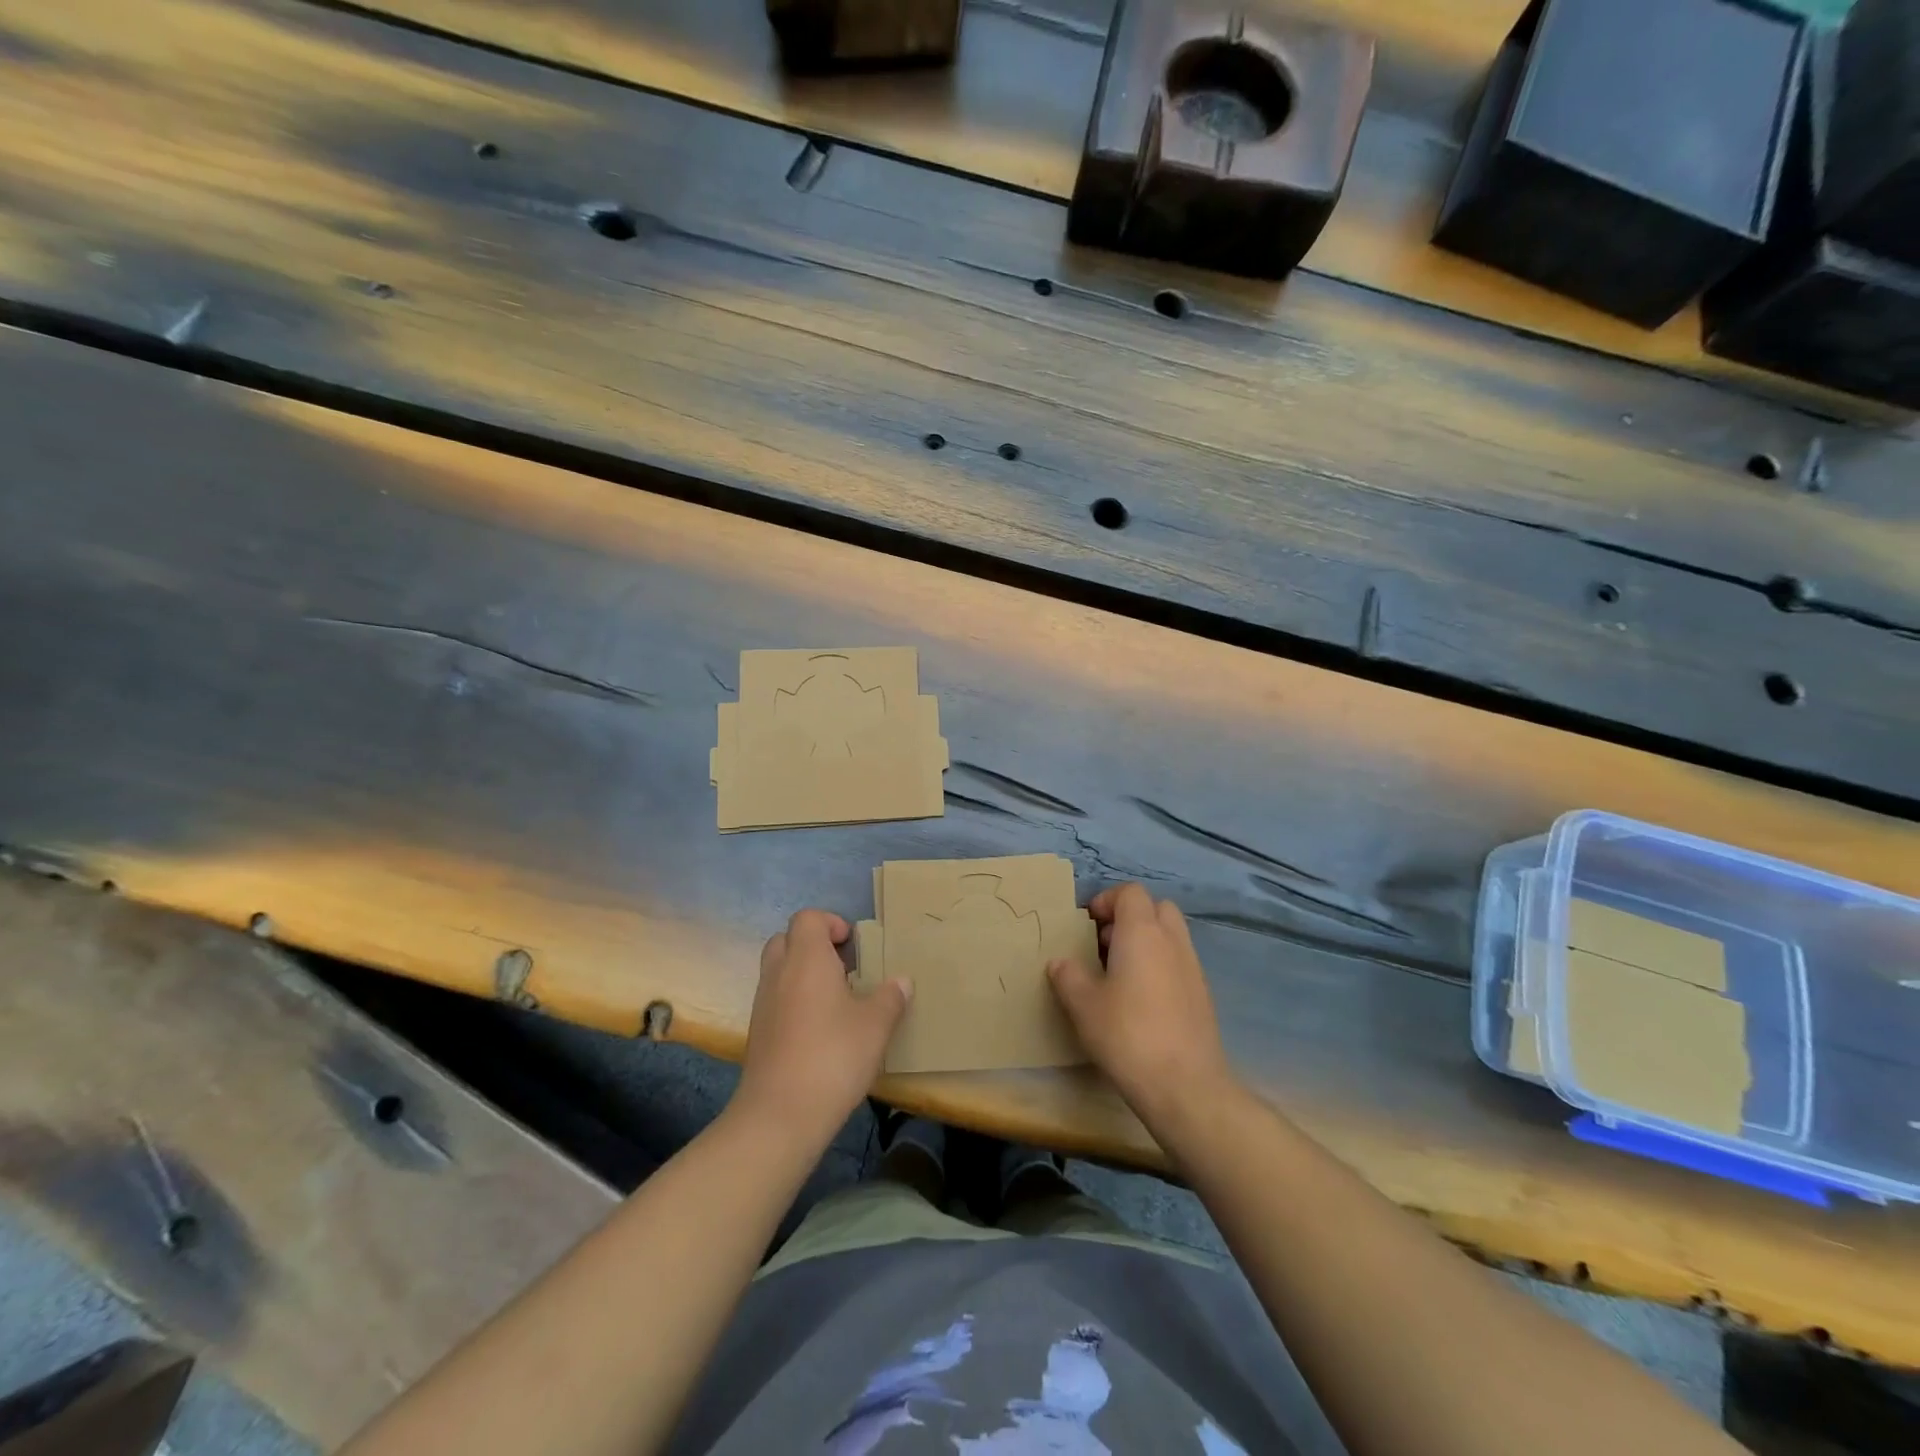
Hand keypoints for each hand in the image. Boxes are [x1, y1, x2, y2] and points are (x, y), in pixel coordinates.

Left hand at [733, 909, 909, 1145]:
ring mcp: (763, 1004)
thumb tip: (902, 981)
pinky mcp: (758, 1033)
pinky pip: (775, 999)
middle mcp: (779, 973)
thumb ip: (890, 998)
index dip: (830, 923)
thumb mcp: (875, 1025)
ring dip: (803, 974)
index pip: (807, 918)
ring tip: (836, 1000)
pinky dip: (794, 1001)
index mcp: (806, 959)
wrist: (780, 1115)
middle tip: (843, 967)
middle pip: (787, 939)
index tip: (853, 945)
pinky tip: (820, 1029)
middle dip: (813, 945)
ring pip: (779, 970)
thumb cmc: (833, 1056)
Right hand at [1048, 884, 1235, 1131]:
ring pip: (1170, 935)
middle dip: (1129, 917)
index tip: (1086, 926)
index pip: (1130, 892)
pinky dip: (1160, 966)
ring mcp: (1193, 967)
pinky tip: (1141, 1001)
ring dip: (1146, 942)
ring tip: (1119, 974)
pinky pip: (1179, 962)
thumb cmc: (1128, 1035)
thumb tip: (1059, 962)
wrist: (1186, 1086)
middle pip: (1156, 907)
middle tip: (1104, 945)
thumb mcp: (1083, 1006)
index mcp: (1142, 932)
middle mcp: (1172, 940)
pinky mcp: (1203, 995)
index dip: (1106, 901)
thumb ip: (1068, 976)